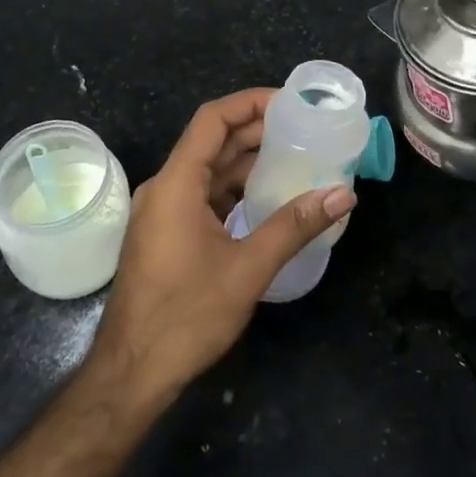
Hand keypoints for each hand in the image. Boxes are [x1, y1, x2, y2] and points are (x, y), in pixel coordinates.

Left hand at [87, 89, 355, 403]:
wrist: (132, 373)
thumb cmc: (186, 315)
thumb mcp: (248, 268)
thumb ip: (295, 226)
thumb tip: (343, 195)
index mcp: (176, 184)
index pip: (212, 120)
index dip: (249, 103)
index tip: (289, 103)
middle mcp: (164, 188)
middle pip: (211, 143)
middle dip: (256, 131)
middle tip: (303, 130)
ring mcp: (162, 212)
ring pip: (208, 171)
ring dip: (247, 163)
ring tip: (295, 159)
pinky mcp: (166, 234)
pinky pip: (203, 196)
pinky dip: (234, 191)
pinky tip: (267, 199)